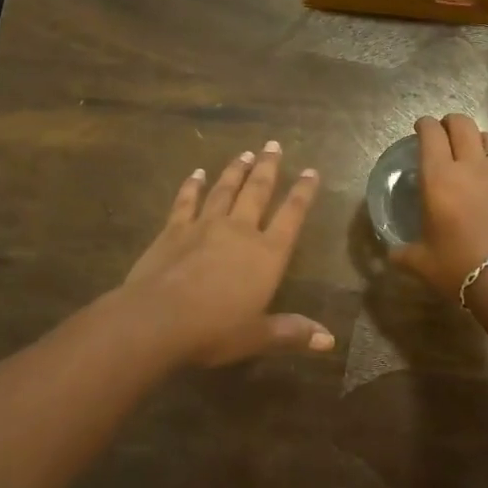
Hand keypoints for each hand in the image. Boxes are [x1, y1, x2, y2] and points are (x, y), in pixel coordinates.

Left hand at [121, 142, 332, 366]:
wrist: (158, 319)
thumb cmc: (214, 331)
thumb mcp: (257, 336)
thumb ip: (292, 333)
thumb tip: (330, 342)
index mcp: (266, 255)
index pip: (291, 216)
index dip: (304, 193)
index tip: (312, 171)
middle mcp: (240, 231)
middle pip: (258, 191)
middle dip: (268, 167)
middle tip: (274, 144)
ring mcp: (205, 225)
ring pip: (225, 189)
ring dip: (236, 170)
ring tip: (245, 153)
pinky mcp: (174, 229)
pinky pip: (187, 200)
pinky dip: (193, 185)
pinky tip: (197, 173)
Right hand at [391, 114, 487, 299]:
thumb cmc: (458, 267)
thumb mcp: (421, 263)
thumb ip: (404, 253)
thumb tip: (391, 254)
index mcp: (439, 178)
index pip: (431, 134)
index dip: (425, 125)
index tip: (421, 127)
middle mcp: (471, 167)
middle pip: (463, 125)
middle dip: (451, 122)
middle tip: (445, 132)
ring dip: (478, 141)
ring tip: (473, 155)